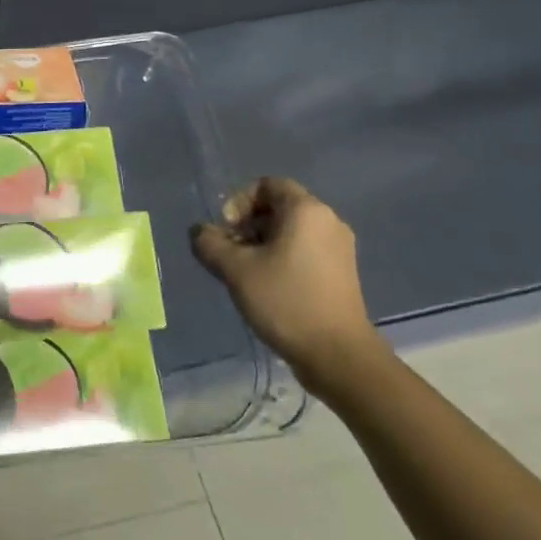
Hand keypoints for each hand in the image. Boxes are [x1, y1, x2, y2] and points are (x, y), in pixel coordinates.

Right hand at [190, 178, 387, 396]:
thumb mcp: (235, 270)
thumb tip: (199, 231)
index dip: (239, 202)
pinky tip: (266, 286)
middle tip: (230, 253)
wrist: (337, 354)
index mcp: (306, 211)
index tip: (228, 231)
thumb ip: (209, 243)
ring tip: (244, 273)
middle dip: (246, 225)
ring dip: (261, 243)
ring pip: (290, 230)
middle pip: (278, 207)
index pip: (266, 185)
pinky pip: (304, 249)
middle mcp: (328, 221)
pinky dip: (281, 258)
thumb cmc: (286, 301)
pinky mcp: (341, 272)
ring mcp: (338, 248)